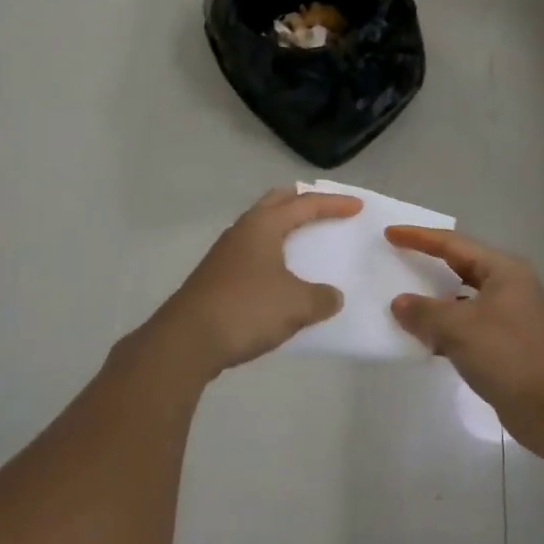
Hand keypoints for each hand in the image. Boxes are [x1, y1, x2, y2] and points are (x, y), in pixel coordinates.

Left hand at [143, 187, 361, 380]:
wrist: (187, 341)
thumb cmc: (246, 309)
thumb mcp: (296, 305)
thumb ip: (321, 298)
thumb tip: (332, 297)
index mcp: (263, 226)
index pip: (305, 205)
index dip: (333, 204)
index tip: (357, 207)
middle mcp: (242, 231)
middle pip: (275, 203)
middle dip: (301, 202)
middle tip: (323, 208)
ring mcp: (225, 254)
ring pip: (260, 228)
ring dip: (283, 229)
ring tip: (304, 241)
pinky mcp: (216, 277)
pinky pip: (253, 253)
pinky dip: (272, 255)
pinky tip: (280, 277)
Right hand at [387, 227, 543, 453]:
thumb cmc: (507, 356)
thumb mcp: (458, 328)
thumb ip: (424, 311)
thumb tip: (399, 302)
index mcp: (503, 270)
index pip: (453, 244)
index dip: (419, 237)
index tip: (389, 233)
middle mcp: (509, 286)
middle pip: (461, 266)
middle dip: (428, 264)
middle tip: (396, 259)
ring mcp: (511, 315)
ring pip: (464, 298)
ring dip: (435, 300)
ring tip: (403, 301)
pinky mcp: (507, 343)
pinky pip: (468, 324)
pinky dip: (446, 327)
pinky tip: (425, 339)